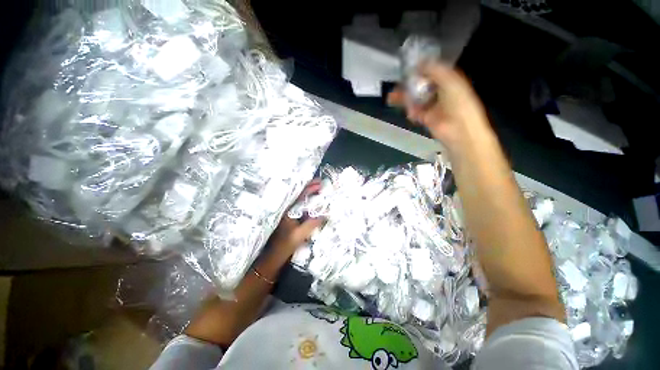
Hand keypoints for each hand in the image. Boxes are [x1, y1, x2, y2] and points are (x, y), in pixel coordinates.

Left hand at [269, 180, 324, 255]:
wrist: (274, 256)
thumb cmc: (285, 244)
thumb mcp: (300, 234)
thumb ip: (312, 224)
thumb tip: (325, 215)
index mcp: (289, 210)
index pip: (301, 195)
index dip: (311, 188)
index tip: (320, 183)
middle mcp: (288, 210)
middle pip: (300, 195)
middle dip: (311, 189)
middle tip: (322, 184)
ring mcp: (290, 214)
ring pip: (301, 201)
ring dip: (310, 195)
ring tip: (320, 191)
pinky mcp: (291, 220)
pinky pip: (301, 208)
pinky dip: (309, 204)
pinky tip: (315, 205)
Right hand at [387, 62, 489, 151]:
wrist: (458, 128)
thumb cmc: (458, 102)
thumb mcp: (449, 79)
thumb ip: (434, 69)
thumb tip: (419, 63)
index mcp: (448, 80)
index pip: (432, 72)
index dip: (419, 69)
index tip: (407, 68)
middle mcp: (440, 92)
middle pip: (420, 86)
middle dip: (408, 85)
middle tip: (396, 84)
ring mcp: (432, 106)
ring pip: (415, 99)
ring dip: (404, 97)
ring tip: (391, 97)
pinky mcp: (426, 118)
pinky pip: (415, 112)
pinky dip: (410, 110)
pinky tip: (407, 110)